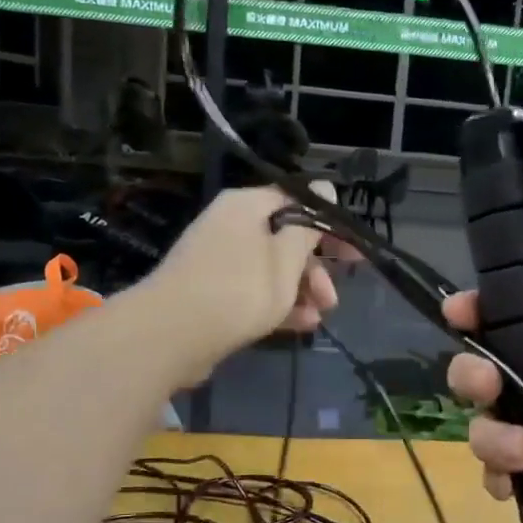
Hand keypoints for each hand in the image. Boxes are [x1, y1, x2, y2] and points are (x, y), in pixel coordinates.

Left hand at [144, 183, 343, 376]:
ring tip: (321, 315)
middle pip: (285, 237)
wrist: (171, 335)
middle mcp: (231, 225)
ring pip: (271, 268)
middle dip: (315, 267)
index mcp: (247, 205)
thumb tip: (325, 187)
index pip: (297, 200)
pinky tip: (302, 325)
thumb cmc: (239, 288)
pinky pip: (253, 290)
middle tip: (334, 295)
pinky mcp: (211, 292)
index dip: (329, 224)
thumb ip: (309, 226)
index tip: (351, 251)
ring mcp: (218, 260)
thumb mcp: (286, 258)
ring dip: (301, 290)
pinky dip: (278, 304)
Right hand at [442, 292, 522, 522]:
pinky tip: (512, 487)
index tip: (461, 311)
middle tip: (486, 388)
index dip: (491, 309)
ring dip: (487, 434)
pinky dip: (498, 480)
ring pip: (494, 425)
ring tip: (521, 453)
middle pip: (497, 371)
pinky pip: (512, 479)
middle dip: (474, 374)